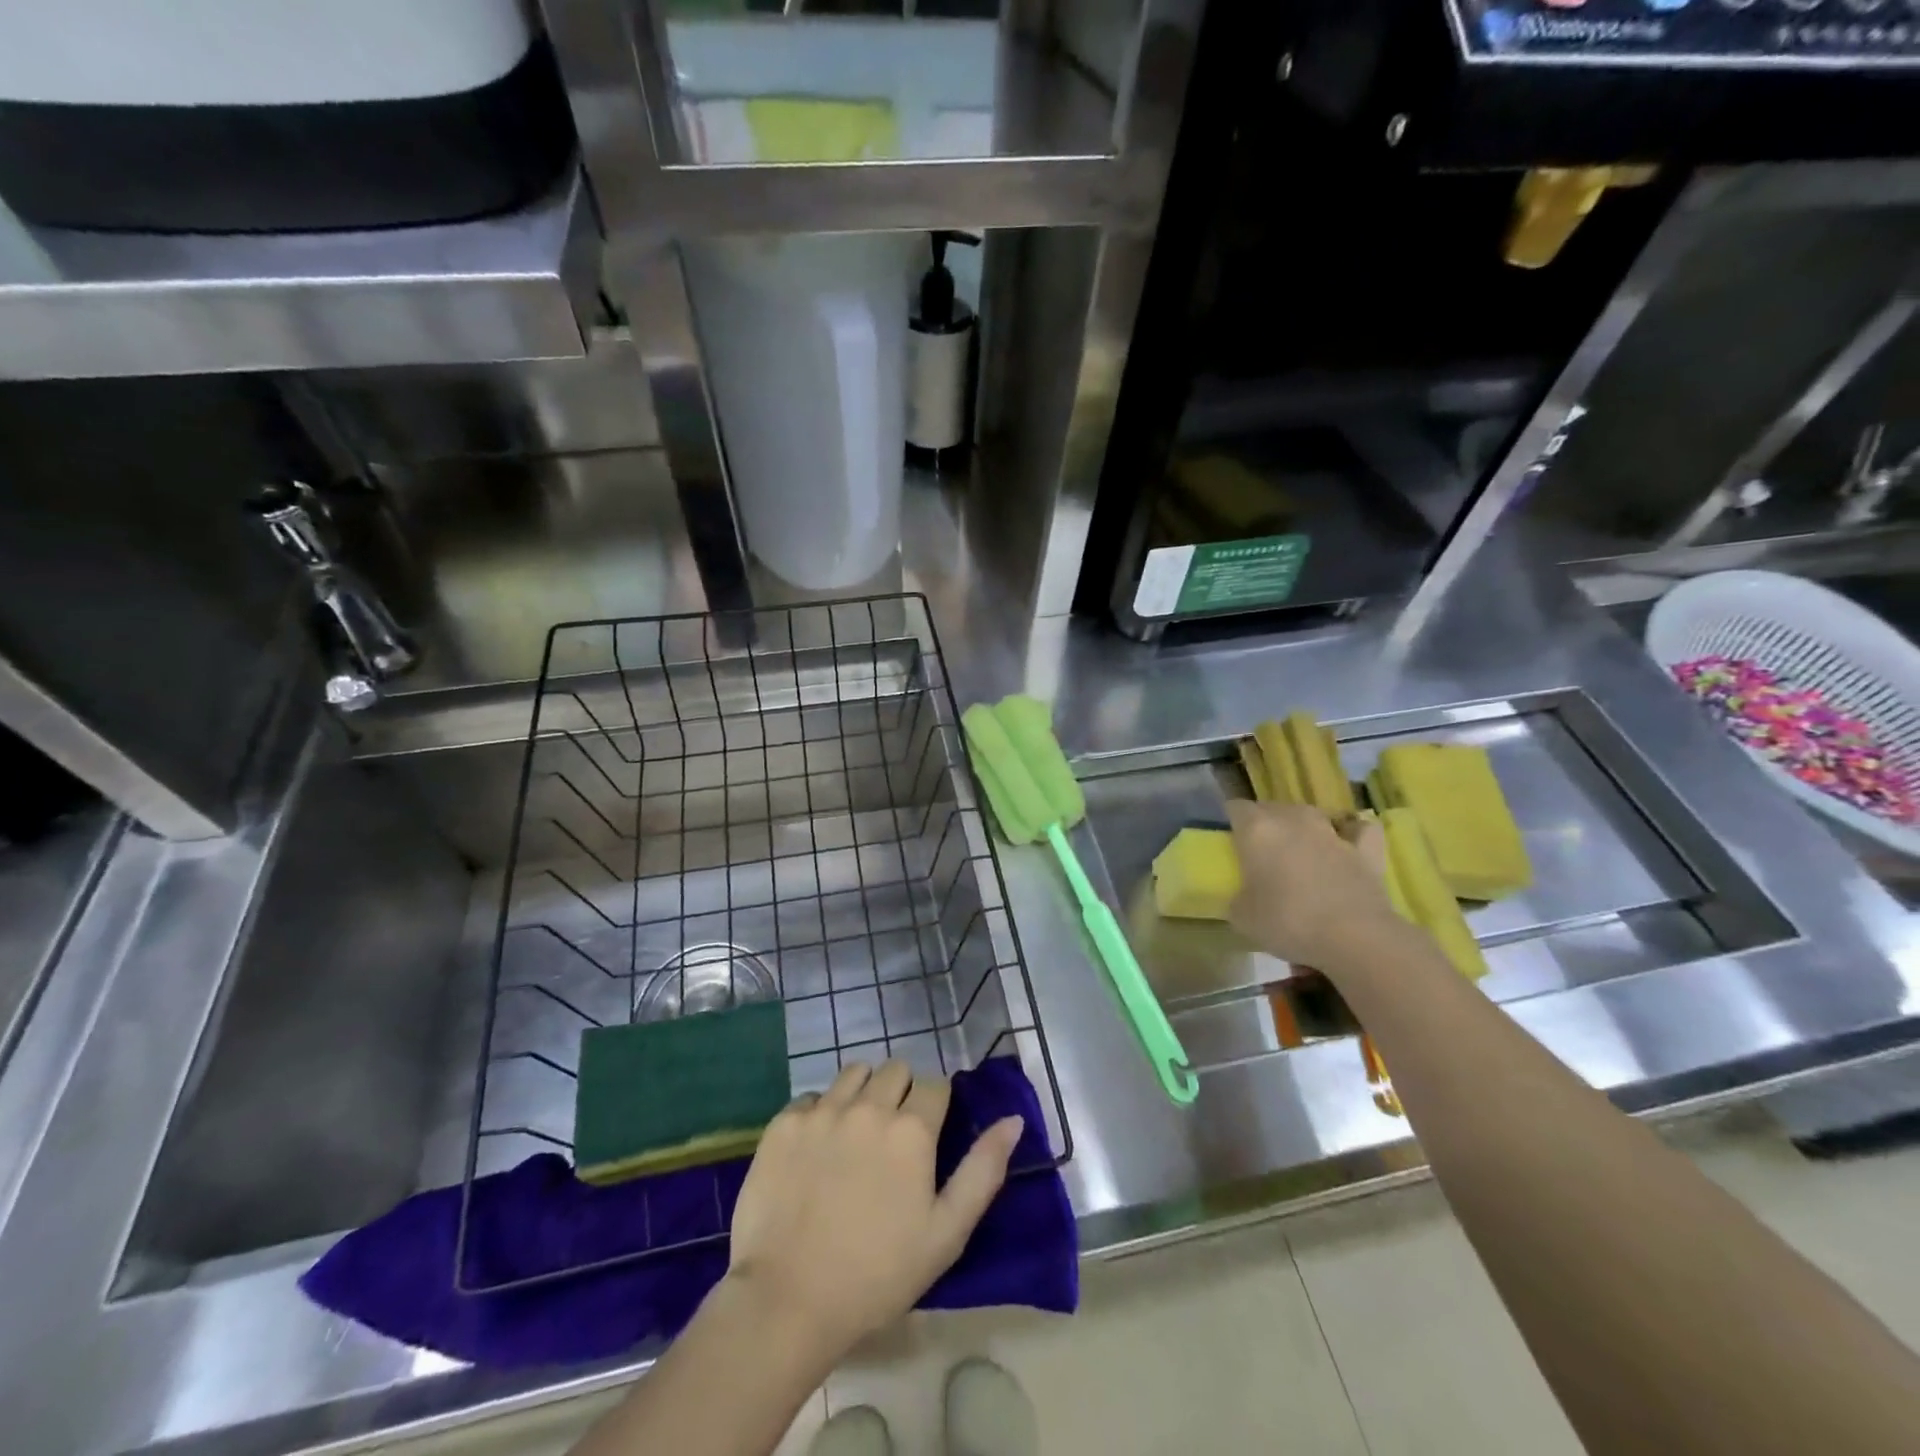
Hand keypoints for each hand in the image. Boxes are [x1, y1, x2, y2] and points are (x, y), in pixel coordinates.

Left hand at [725, 1060, 1022, 1359]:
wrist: (788, 1301)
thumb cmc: (878, 1274)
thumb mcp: (946, 1233)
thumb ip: (984, 1170)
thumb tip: (1013, 1119)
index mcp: (912, 1129)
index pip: (935, 1085)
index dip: (935, 1107)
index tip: (928, 1136)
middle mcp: (868, 1105)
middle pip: (895, 1070)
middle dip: (901, 1093)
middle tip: (893, 1138)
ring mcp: (822, 1111)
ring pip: (854, 1073)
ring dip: (862, 1093)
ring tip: (856, 1135)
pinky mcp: (784, 1123)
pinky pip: (811, 1097)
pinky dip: (820, 1113)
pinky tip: (816, 1151)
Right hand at [1226, 800, 1402, 972]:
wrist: (1354, 938)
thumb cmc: (1287, 921)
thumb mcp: (1241, 917)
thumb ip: (1237, 897)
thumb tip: (1244, 896)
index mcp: (1257, 829)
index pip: (1235, 808)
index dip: (1230, 822)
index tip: (1229, 843)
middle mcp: (1293, 819)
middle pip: (1271, 808)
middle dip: (1264, 825)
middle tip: (1260, 855)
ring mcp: (1332, 831)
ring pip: (1310, 815)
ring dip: (1301, 829)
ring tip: (1298, 852)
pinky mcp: (1366, 849)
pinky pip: (1358, 829)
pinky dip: (1352, 833)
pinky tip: (1347, 844)